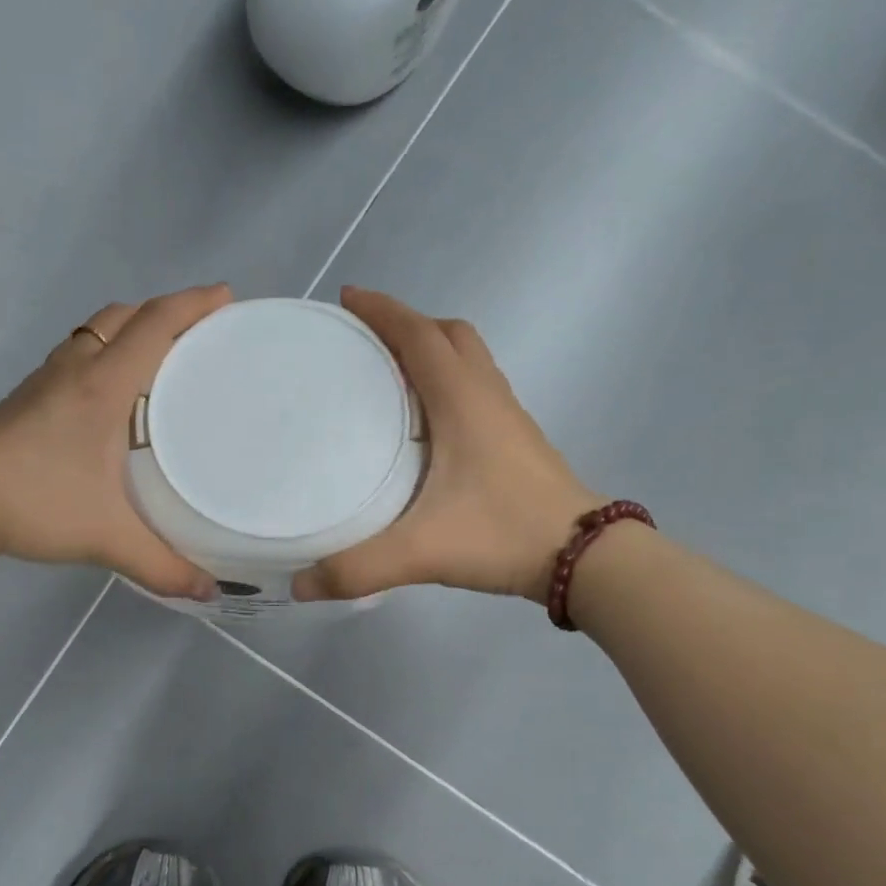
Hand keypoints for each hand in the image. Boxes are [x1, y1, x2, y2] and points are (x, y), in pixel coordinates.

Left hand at [0, 285, 230, 598]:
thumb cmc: (33, 503)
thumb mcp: (105, 537)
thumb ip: (160, 564)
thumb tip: (208, 591)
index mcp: (103, 386)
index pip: (154, 325)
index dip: (192, 304)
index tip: (225, 297)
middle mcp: (75, 370)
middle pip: (123, 316)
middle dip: (164, 312)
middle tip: (198, 333)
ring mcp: (45, 381)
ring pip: (94, 333)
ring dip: (130, 330)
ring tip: (160, 359)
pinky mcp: (27, 398)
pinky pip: (76, 356)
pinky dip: (104, 356)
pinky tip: (110, 398)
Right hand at [294, 287, 599, 603]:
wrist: (586, 557)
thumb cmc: (503, 534)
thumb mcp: (422, 552)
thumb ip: (357, 568)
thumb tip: (300, 586)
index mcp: (461, 399)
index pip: (418, 335)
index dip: (382, 310)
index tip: (347, 299)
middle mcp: (486, 395)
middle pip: (448, 334)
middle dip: (407, 324)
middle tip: (365, 342)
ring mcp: (508, 415)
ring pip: (469, 359)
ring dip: (431, 350)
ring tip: (389, 375)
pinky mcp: (517, 439)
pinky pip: (477, 388)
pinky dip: (448, 382)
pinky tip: (427, 424)